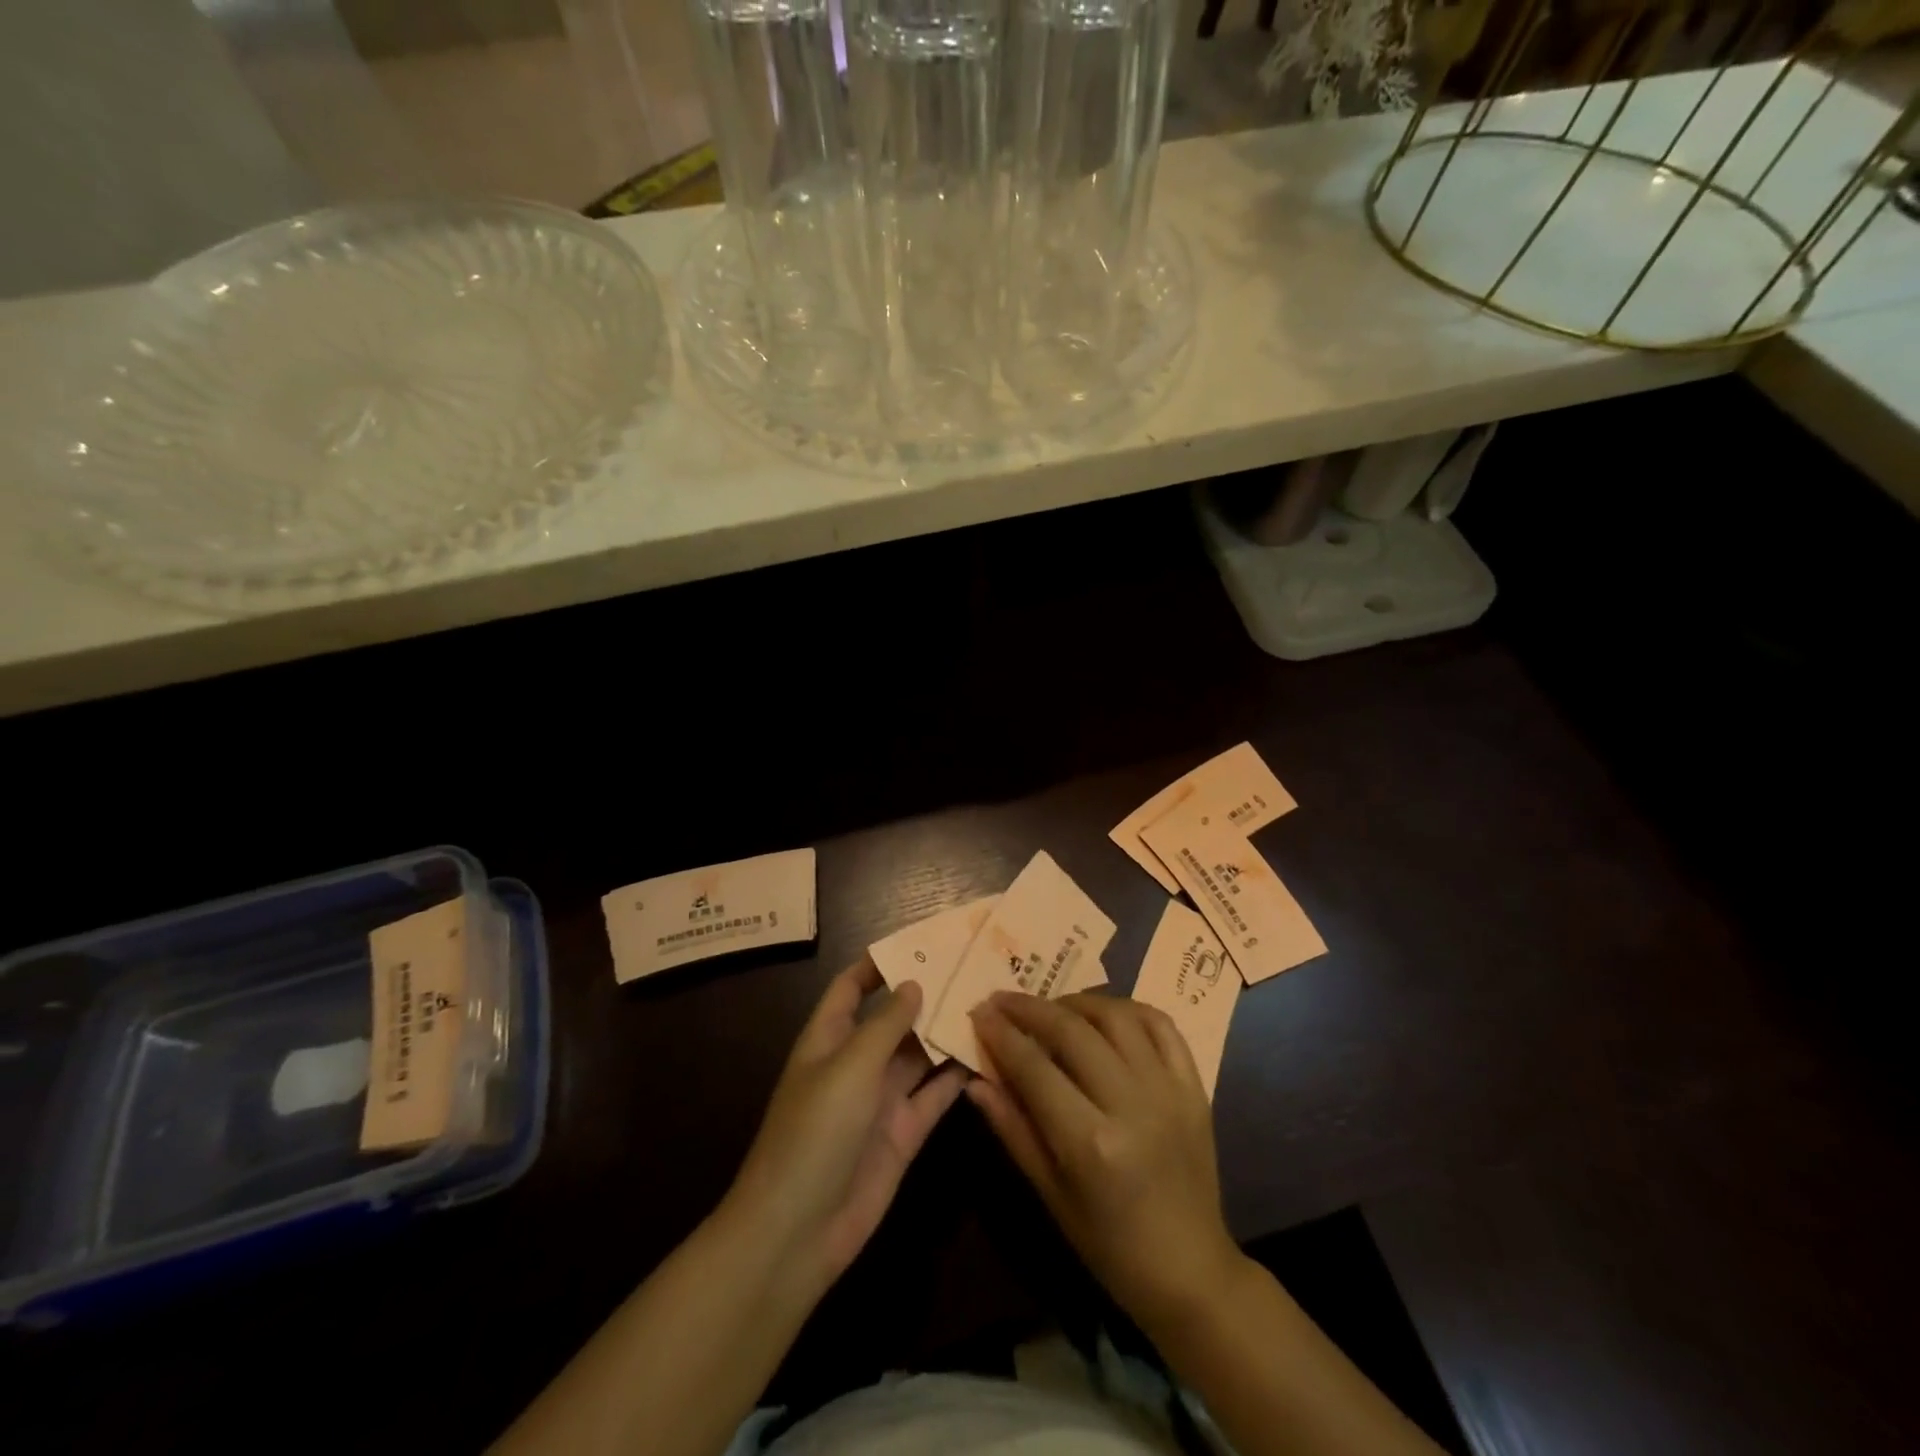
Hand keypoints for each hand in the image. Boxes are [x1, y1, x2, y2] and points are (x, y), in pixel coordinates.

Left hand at [726, 958, 965, 1294]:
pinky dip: (958, 1077)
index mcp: (829, 1038)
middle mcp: (857, 1063)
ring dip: (948, 1033)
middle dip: (928, 996)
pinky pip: (935, 1095)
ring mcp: (881, 1100)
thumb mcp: (849, 1067)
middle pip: (895, 1019)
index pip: (852, 987)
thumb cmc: (814, 1133)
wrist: (798, 1232)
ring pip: (921, 1055)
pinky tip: (991, 1056)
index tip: (920, 943)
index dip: (878, 964)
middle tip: (974, 970)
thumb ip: (886, 1024)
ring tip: (992, 1004)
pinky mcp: (904, 1133)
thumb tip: (913, 983)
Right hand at [966, 991, 1243, 1333]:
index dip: (1002, 1035)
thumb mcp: (1051, 1196)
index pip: (1035, 1068)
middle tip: (1003, 999)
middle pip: (1073, 1031)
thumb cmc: (1110, 1245)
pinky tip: (1105, 1015)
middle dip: (1030, 1008)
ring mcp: (1168, 1091)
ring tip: (1052, 1007)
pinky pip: (1161, 1026)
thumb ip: (1013, 1130)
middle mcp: (1131, 1105)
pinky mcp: (1194, 1087)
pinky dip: (1129, 1010)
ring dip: (1077, 1002)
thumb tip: (976, 1080)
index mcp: (1091, 1144)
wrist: (1191, 1271)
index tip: (979, 1012)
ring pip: (1117, 1017)